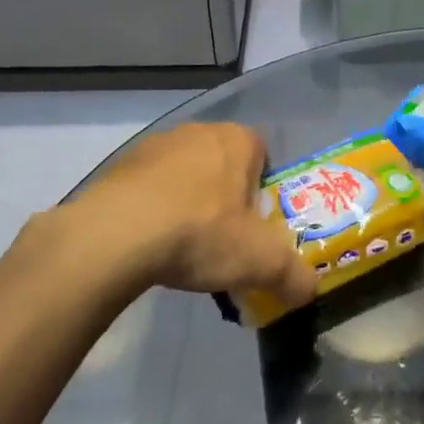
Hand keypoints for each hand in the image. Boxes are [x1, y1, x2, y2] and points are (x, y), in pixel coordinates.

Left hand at [47, 124, 317, 305]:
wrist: (113, 237)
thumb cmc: (201, 233)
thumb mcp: (261, 262)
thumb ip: (294, 276)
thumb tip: (310, 291)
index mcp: (236, 140)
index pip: (262, 153)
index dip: (264, 188)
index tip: (257, 223)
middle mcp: (196, 132)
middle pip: (223, 164)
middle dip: (226, 196)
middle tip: (225, 238)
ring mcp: (152, 147)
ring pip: (184, 174)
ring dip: (187, 202)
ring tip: (184, 247)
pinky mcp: (117, 168)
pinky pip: (148, 188)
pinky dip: (153, 210)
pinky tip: (150, 245)